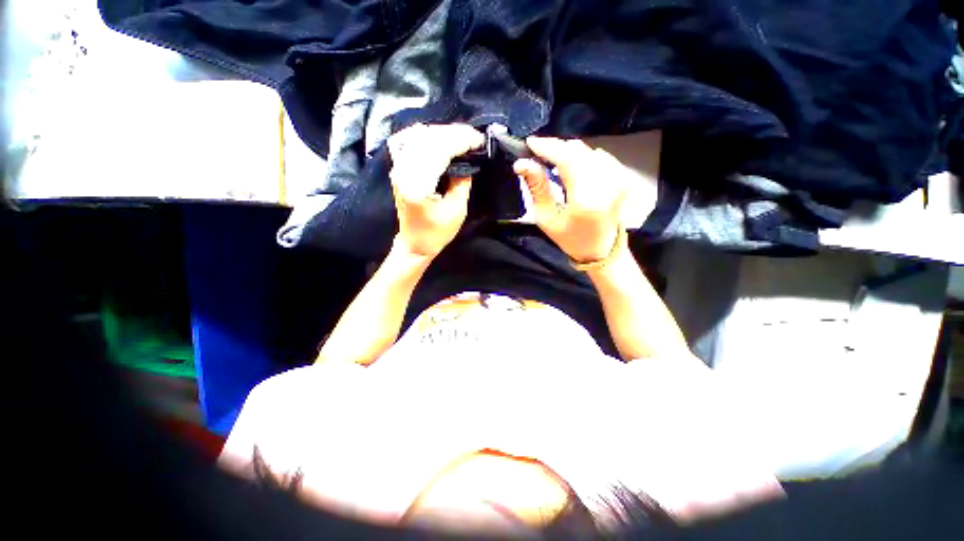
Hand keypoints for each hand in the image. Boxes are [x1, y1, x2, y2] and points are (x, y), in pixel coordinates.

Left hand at [387, 123, 484, 258]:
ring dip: (442, 132)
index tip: (478, 140)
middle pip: (428, 139)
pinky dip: (423, 134)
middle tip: (473, 136)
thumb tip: (469, 161)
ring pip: (417, 136)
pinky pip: (407, 141)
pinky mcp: (398, 168)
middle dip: (454, 133)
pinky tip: (436, 136)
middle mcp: (403, 172)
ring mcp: (398, 168)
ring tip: (461, 136)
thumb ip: (462, 183)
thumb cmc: (436, 233)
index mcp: (417, 186)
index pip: (439, 151)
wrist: (414, 243)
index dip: (460, 141)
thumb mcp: (456, 211)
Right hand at [513, 137, 627, 263]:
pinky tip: (572, 167)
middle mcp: (607, 182)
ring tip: (552, 161)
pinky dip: (582, 157)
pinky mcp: (623, 176)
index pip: (566, 158)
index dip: (547, 147)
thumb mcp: (546, 218)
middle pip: (577, 150)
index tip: (530, 143)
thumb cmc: (570, 238)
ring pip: (587, 151)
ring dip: (568, 152)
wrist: (601, 250)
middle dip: (555, 148)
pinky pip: (599, 156)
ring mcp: (619, 178)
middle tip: (537, 153)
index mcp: (586, 197)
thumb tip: (521, 164)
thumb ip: (537, 188)